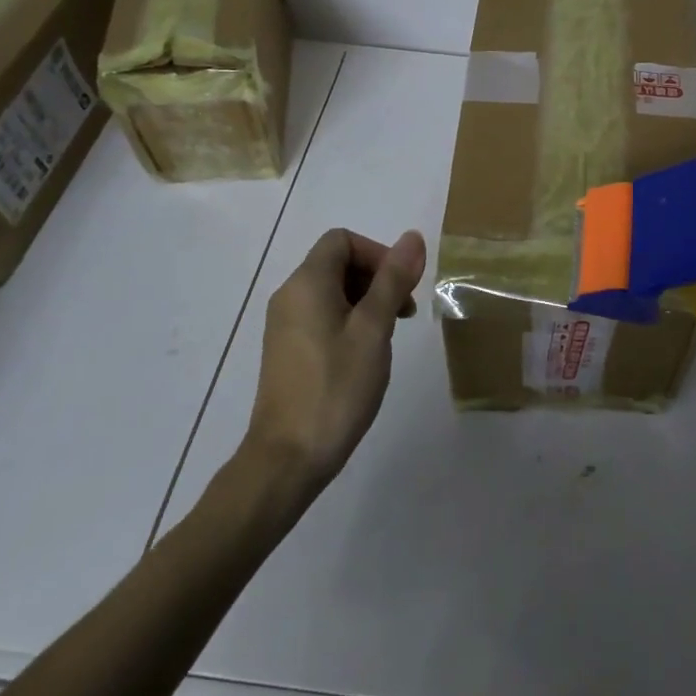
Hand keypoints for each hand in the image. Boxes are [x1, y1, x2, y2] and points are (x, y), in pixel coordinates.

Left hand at [243, 228, 427, 487]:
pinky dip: (348, 321)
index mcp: (307, 283)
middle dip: (376, 278)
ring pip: (331, 291)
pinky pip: (321, 316)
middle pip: (337, 263)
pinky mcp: (287, 350)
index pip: (342, 240)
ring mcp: (284, 325)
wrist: (288, 458)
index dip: (377, 253)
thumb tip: (411, 237)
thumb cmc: (336, 387)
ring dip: (366, 301)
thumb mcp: (374, 329)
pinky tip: (365, 355)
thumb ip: (392, 280)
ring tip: (387, 336)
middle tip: (403, 313)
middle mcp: (289, 296)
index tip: (400, 286)